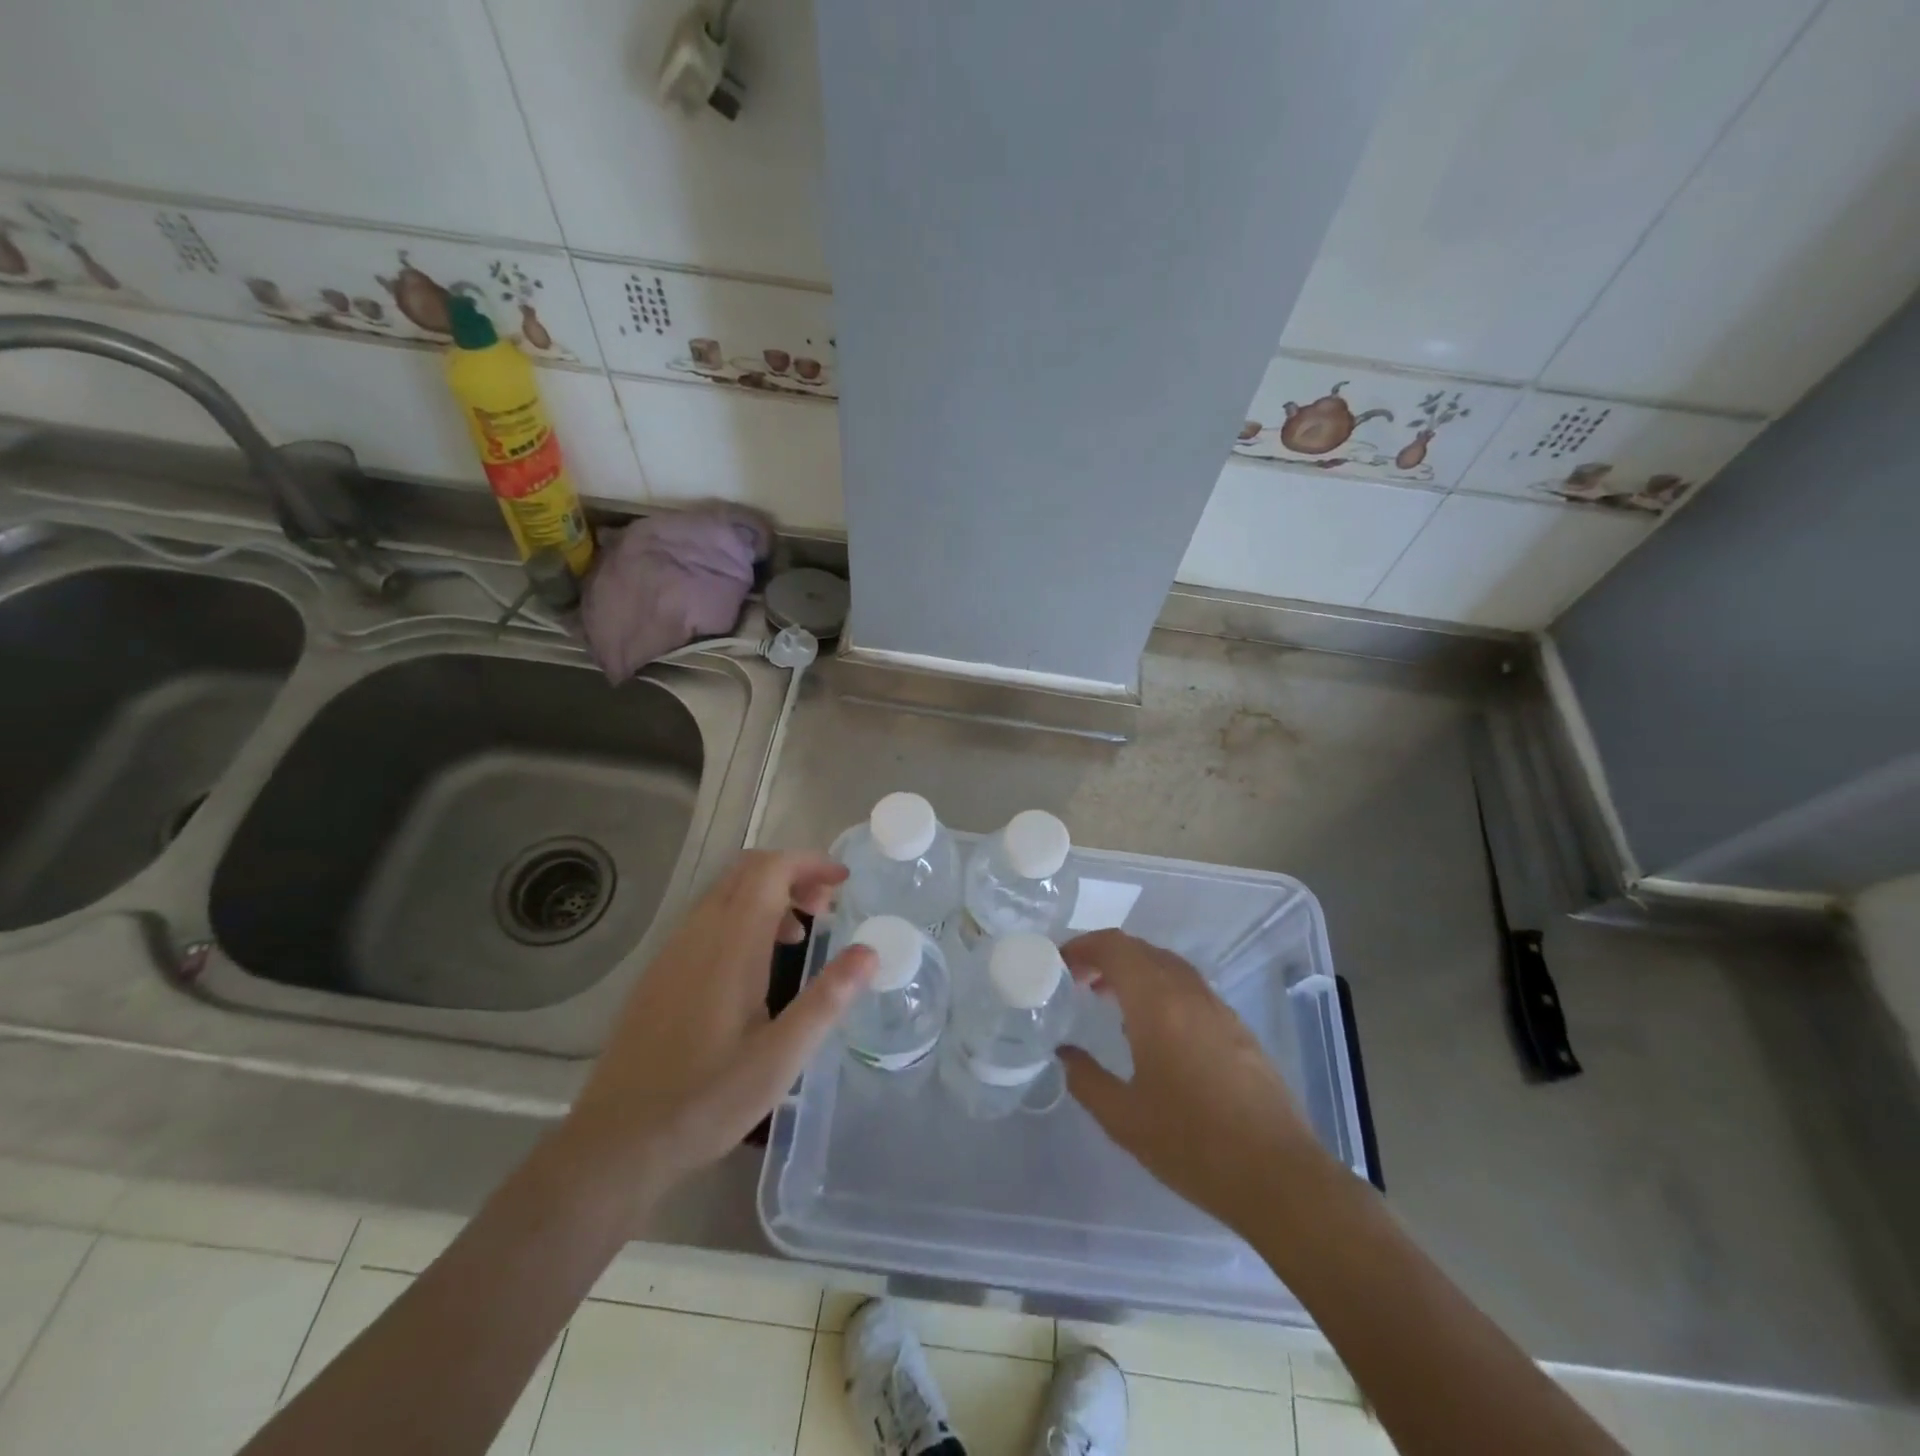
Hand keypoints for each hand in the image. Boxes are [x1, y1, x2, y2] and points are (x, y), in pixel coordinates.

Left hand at [565, 850, 875, 1189]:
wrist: (617, 1141)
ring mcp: (673, 950)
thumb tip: (870, 952)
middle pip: (747, 870)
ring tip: (799, 937)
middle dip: (793, 874)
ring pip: (725, 892)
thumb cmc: (707, 1101)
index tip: (844, 883)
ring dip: (768, 895)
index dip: (810, 863)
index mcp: (730, 944)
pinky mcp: (660, 972)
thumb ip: (827, 999)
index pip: (771, 870)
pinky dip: (742, 916)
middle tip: (828, 908)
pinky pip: (707, 918)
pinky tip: (755, 966)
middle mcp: (698, 933)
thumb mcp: (781, 1058)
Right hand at [1060, 930, 1324, 1234]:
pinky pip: (1189, 988)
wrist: (1279, 1177)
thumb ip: (1086, 1080)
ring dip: (1135, 971)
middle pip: (1142, 950)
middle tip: (1078, 981)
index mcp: (1158, 1004)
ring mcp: (1218, 1009)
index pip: (1116, 948)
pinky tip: (1152, 1029)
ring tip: (1108, 999)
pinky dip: (1160, 989)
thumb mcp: (1124, 1120)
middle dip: (1105, 956)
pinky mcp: (1238, 1029)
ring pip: (1168, 966)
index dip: (1084, 946)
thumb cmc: (1194, 1145)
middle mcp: (1189, 994)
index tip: (1060, 963)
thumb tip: (1065, 1054)